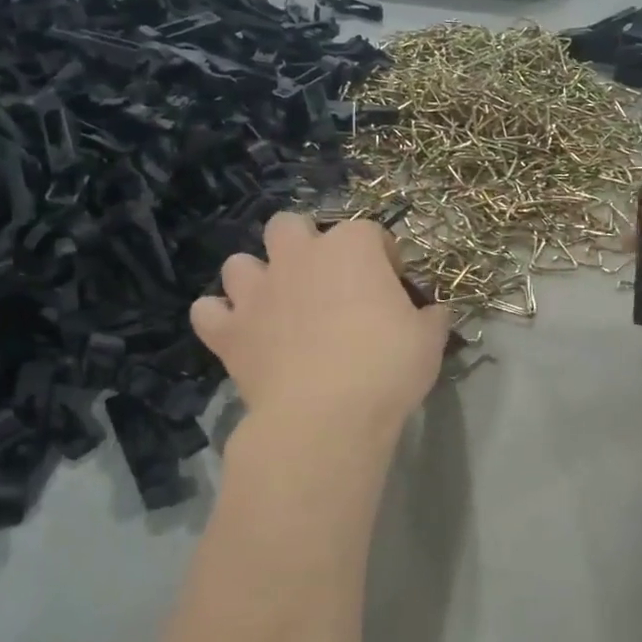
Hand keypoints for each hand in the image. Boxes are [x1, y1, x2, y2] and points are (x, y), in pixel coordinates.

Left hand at [191, 213, 450, 432]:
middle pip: (291, 226)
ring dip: (257, 278)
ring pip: (240, 263)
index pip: (370, 232)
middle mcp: (298, 256)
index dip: (383, 257)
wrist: (326, 415)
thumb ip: (431, 317)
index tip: (393, 285)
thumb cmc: (387, 368)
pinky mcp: (228, 330)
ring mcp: (257, 291)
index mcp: (352, 248)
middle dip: (305, 244)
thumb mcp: (429, 340)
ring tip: (277, 305)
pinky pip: (208, 311)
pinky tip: (240, 335)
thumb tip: (433, 312)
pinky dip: (222, 319)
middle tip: (326, 282)